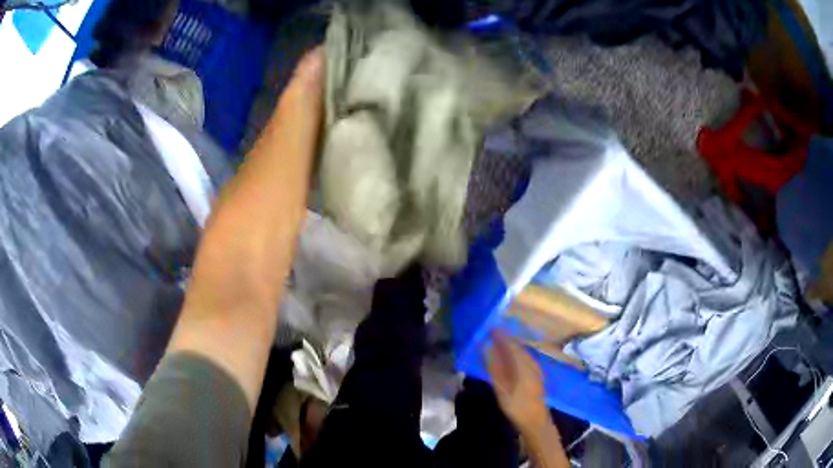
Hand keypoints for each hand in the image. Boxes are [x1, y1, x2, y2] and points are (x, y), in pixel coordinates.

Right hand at [487, 332, 550, 430]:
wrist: (535, 422)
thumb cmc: (517, 406)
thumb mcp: (502, 389)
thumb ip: (494, 368)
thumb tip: (486, 348)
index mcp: (524, 365)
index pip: (512, 345)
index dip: (502, 336)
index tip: (491, 329)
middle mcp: (532, 364)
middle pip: (519, 347)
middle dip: (507, 340)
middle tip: (494, 335)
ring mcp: (536, 370)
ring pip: (524, 353)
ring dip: (512, 347)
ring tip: (500, 344)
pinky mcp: (537, 376)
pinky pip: (526, 359)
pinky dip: (517, 355)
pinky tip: (512, 359)